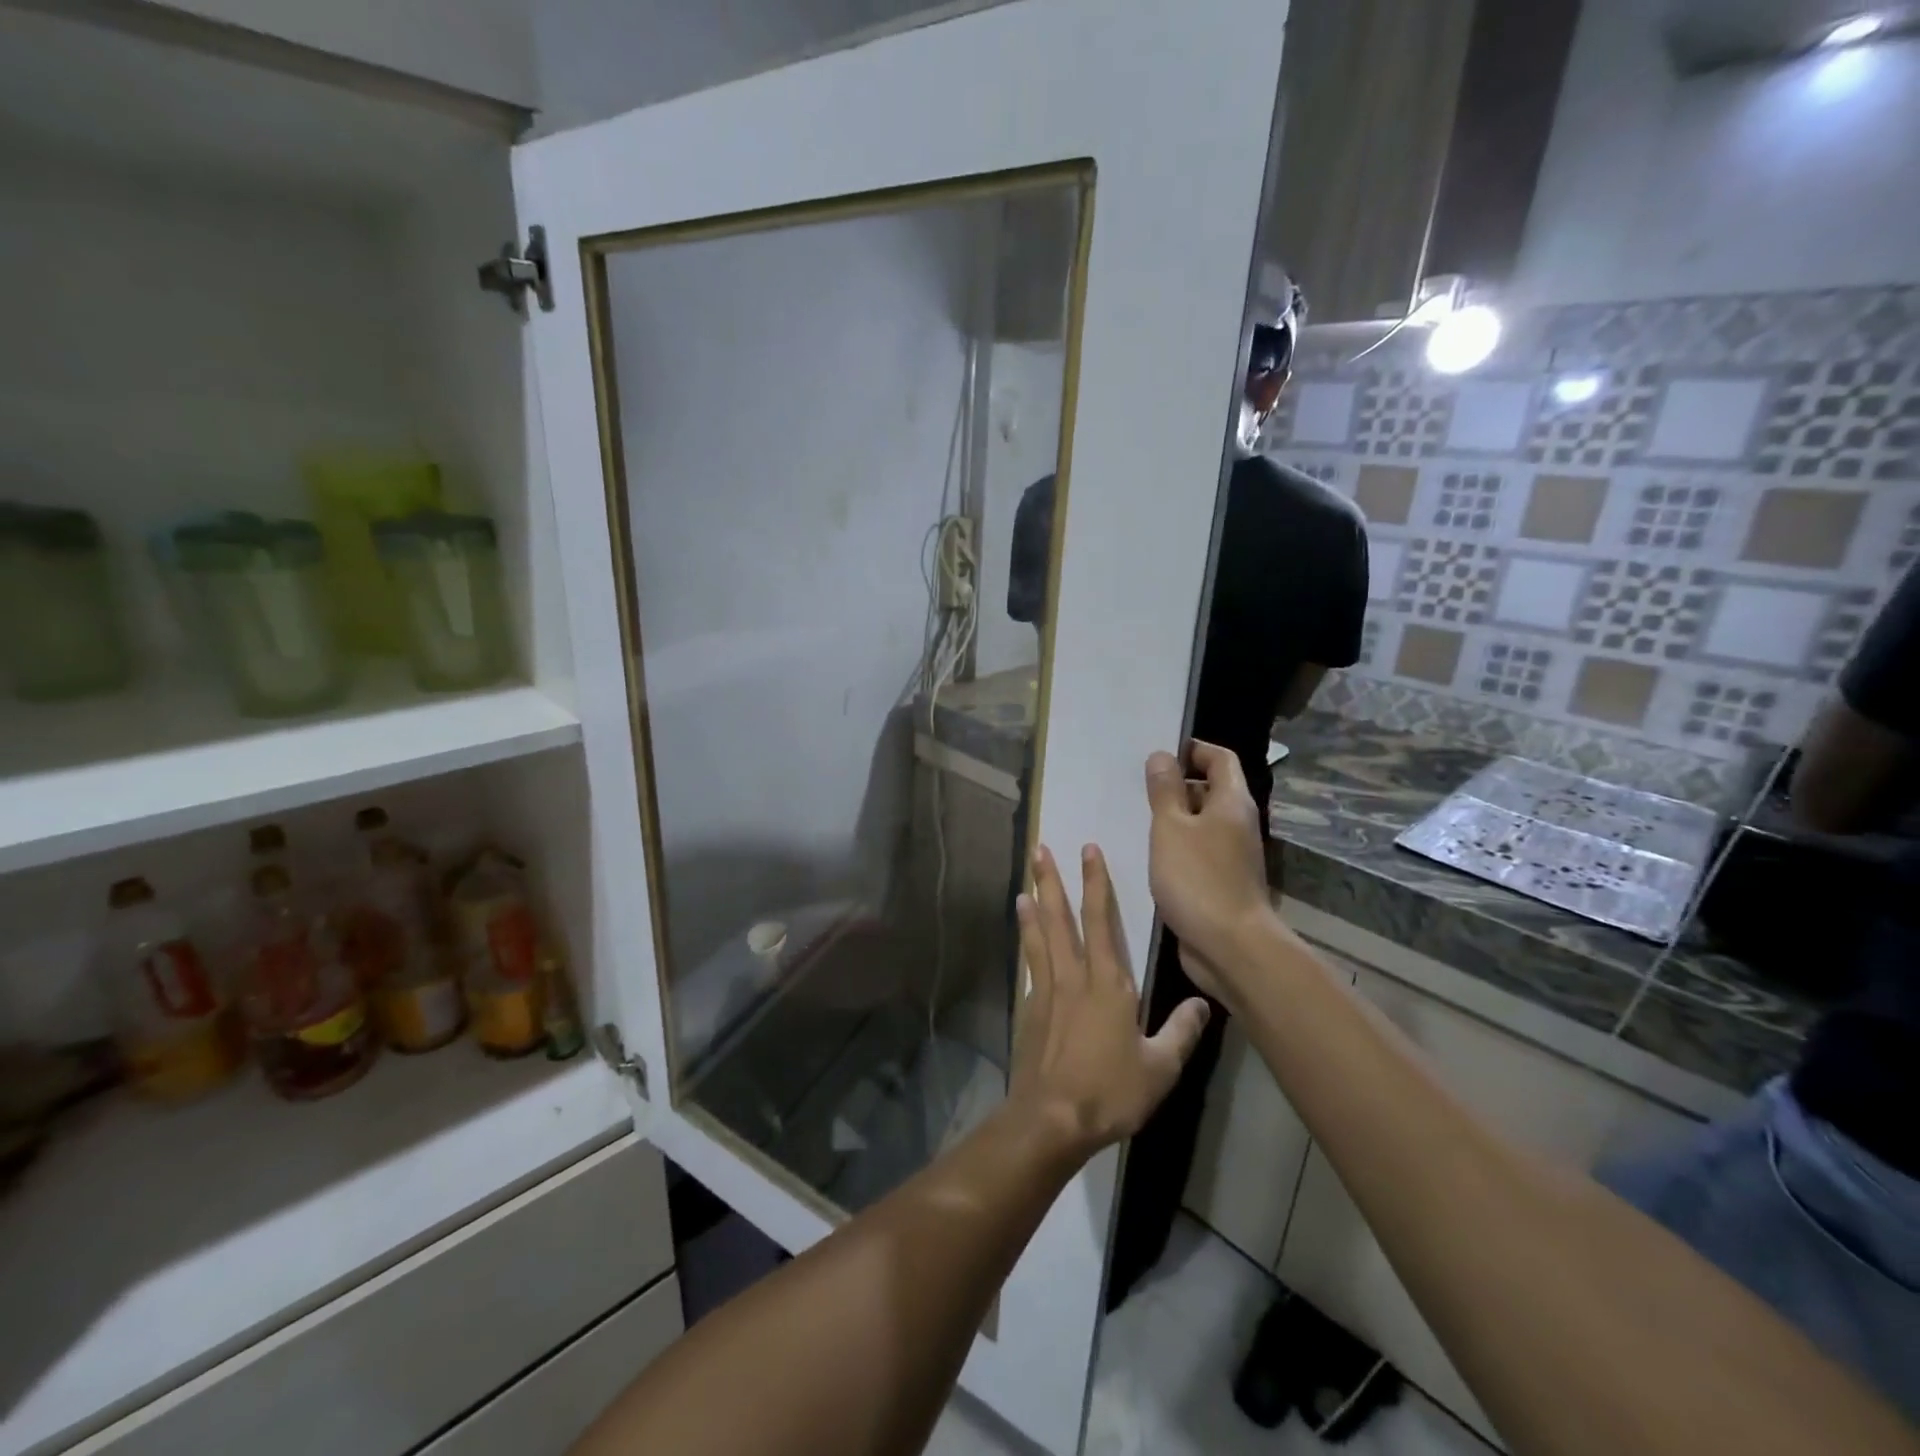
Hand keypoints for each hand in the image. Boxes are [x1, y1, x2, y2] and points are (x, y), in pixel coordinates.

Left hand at [1009, 844, 1210, 1155]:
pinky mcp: (1029, 1011)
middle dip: (1051, 881)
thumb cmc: (1110, 1091)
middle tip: (1038, 849)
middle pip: (1060, 918)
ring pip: (1039, 937)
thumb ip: (1182, 1031)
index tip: (1087, 850)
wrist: (1052, 1119)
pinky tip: (1023, 940)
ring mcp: (1046, 992)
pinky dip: (1025, 945)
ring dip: (1033, 907)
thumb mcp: (1160, 1067)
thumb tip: (1205, 1002)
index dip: (1095, 882)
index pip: (1100, 919)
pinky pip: (1029, 966)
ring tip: (1024, 883)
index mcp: (1108, 982)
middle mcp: (1073, 976)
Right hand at [1145, 741, 1277, 986]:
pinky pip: (1194, 852)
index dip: (1192, 750)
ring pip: (1199, 824)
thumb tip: (1162, 756)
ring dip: (1171, 819)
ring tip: (1132, 817)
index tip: (1158, 753)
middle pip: (1209, 790)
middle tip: (1136, 786)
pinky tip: (1145, 855)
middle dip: (1175, 785)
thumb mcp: (1171, 828)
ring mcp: (1230, 855)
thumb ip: (1164, 791)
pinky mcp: (1219, 882)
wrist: (1230, 947)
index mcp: (1231, 802)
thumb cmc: (1198, 879)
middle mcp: (1236, 824)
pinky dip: (1173, 848)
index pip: (1220, 759)